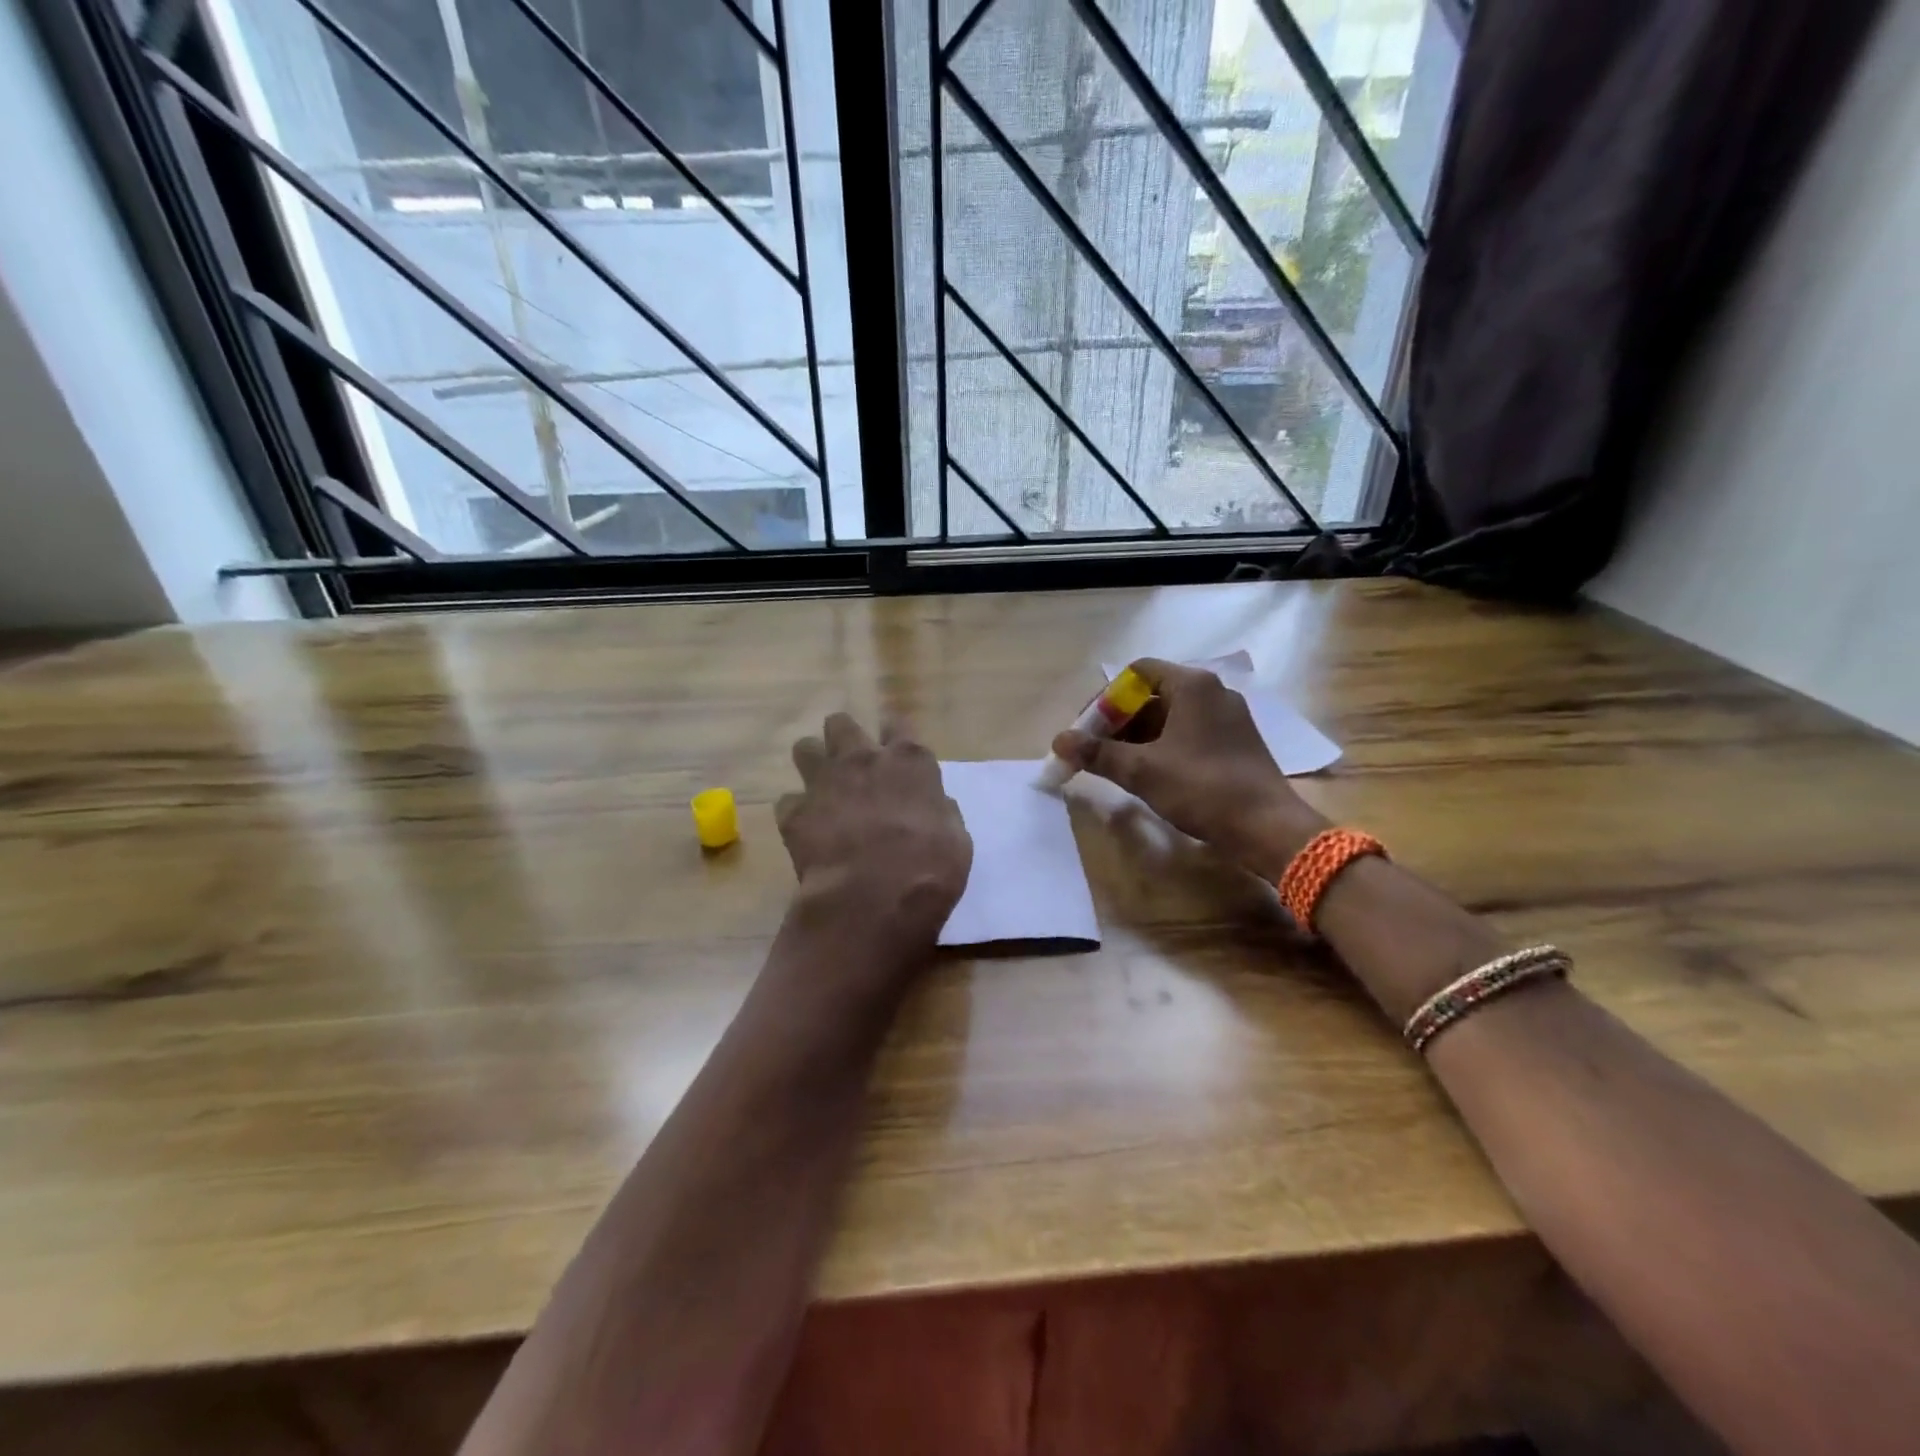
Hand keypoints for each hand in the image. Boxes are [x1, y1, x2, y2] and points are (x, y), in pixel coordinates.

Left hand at [776, 713, 971, 975]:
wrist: (874, 897)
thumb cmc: (929, 868)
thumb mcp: (954, 838)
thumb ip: (939, 811)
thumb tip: (932, 807)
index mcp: (909, 761)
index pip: (899, 725)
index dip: (894, 736)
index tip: (894, 750)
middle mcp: (863, 759)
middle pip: (841, 725)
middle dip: (843, 739)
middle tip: (851, 764)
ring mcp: (824, 782)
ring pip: (805, 749)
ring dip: (813, 765)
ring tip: (822, 789)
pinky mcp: (795, 812)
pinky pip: (788, 801)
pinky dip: (797, 813)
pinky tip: (807, 830)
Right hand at [1051, 658, 1326, 878]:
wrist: (1267, 827)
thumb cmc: (1202, 788)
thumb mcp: (1142, 770)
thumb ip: (1098, 753)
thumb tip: (1058, 741)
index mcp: (1192, 685)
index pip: (1136, 672)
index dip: (1105, 699)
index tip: (1088, 730)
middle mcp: (1212, 692)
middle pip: (1152, 694)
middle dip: (1118, 721)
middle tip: (1095, 751)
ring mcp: (1227, 717)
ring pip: (1170, 717)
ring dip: (1137, 737)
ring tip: (1116, 766)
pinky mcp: (1235, 742)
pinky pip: (1187, 733)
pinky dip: (1162, 746)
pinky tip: (1148, 774)